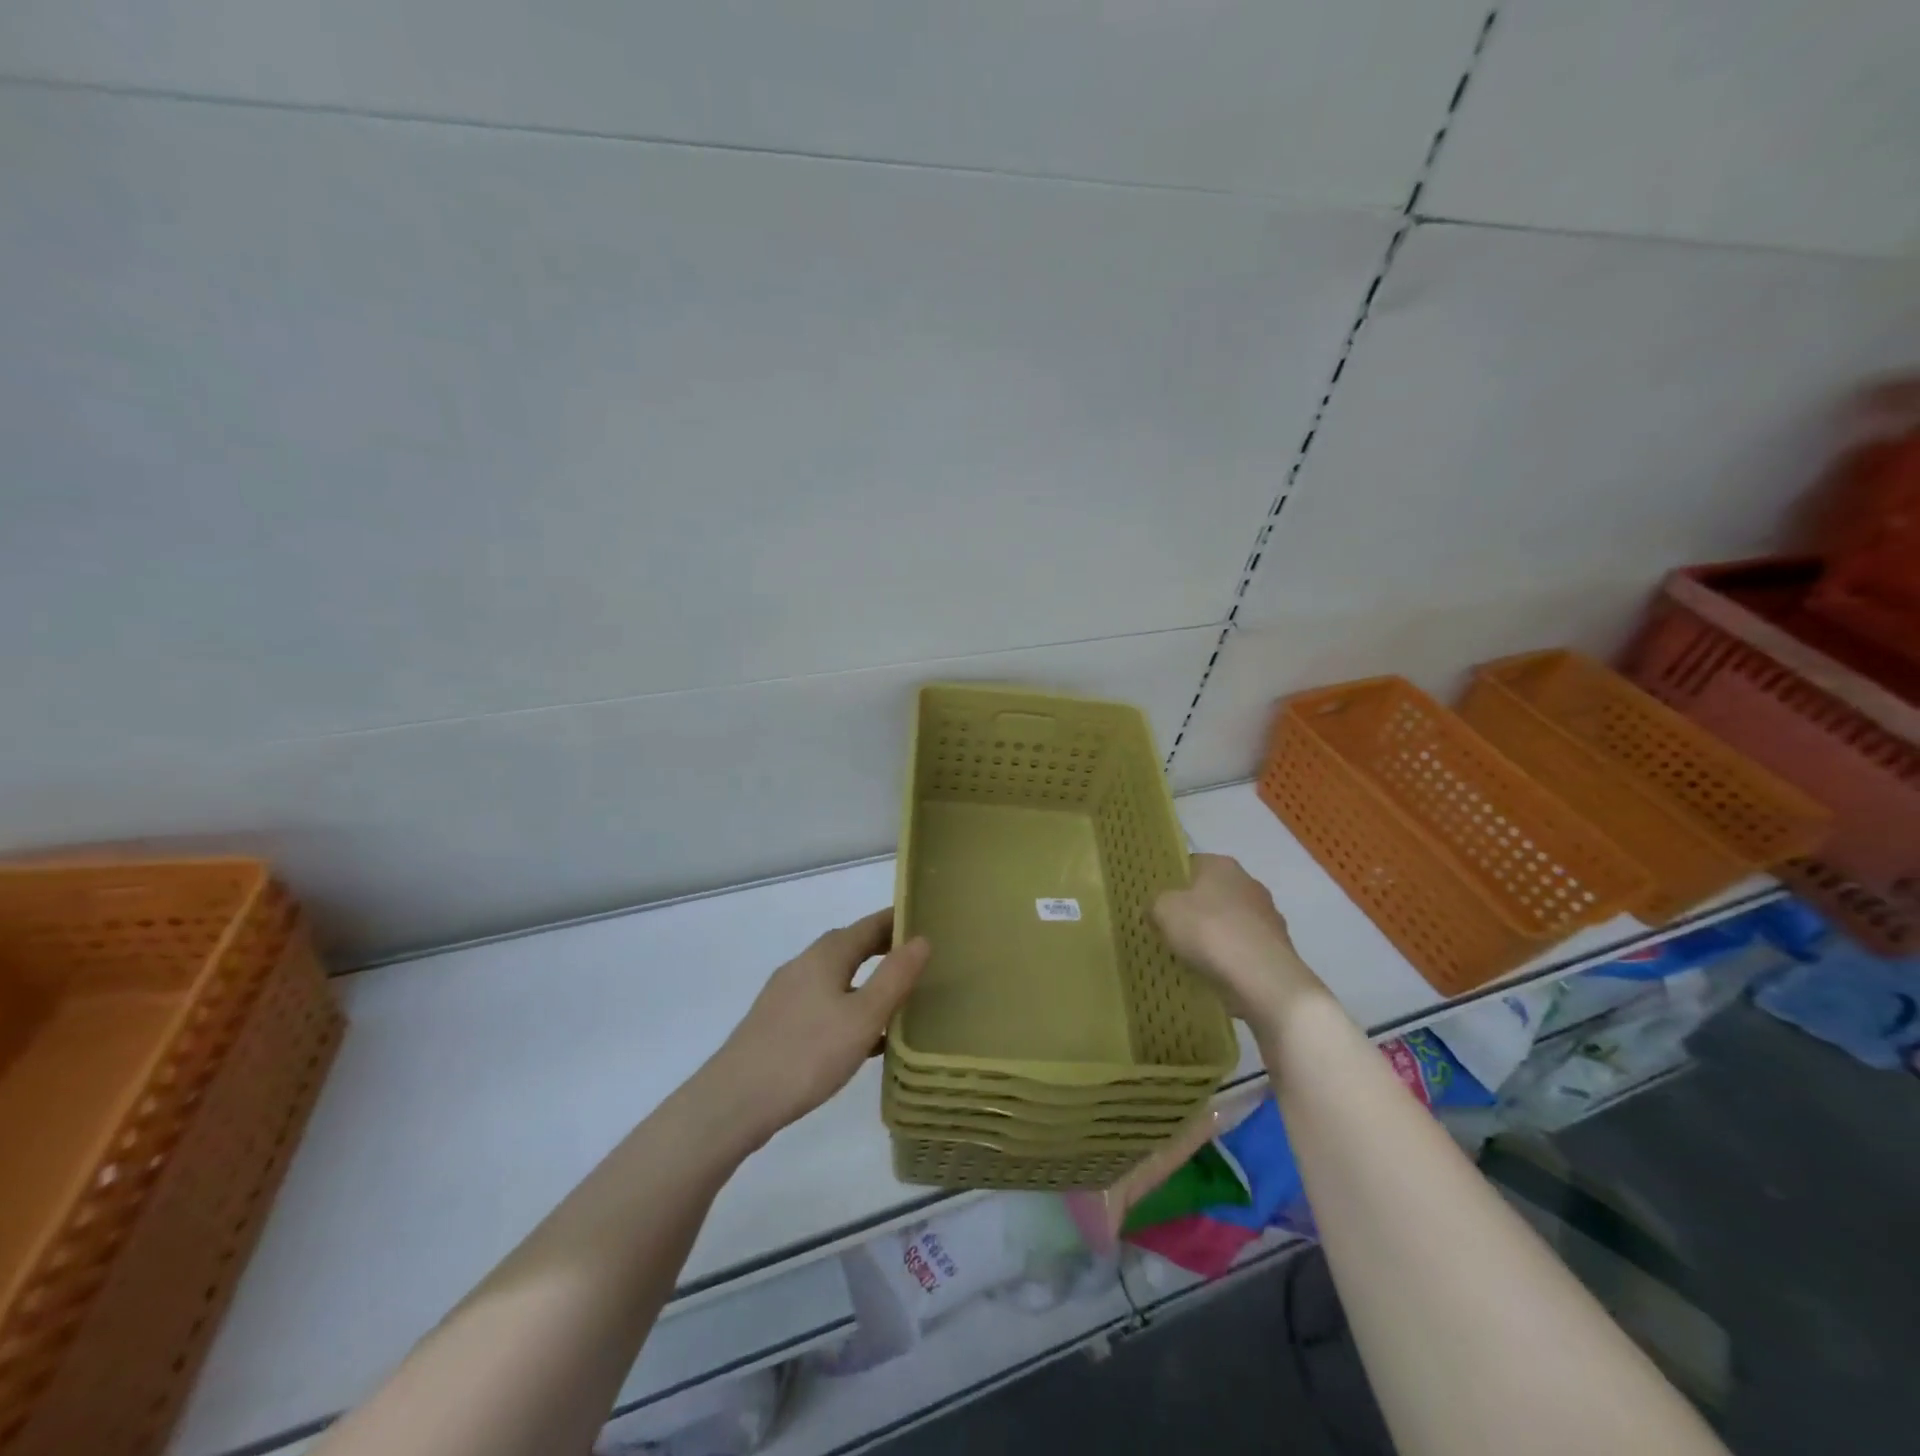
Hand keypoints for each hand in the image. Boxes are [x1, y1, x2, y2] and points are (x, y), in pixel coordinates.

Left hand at [706, 908, 929, 1145]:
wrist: (734, 1102)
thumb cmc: (807, 1053)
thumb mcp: (863, 1017)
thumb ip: (895, 977)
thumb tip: (922, 939)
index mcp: (826, 955)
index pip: (869, 925)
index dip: (898, 921)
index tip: (927, 922)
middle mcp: (804, 965)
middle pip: (851, 947)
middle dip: (883, 949)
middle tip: (919, 961)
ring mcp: (786, 995)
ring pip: (836, 978)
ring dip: (866, 981)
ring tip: (898, 1000)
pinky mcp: (777, 1024)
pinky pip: (823, 1003)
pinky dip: (848, 1008)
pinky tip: (862, 1041)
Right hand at [1152, 854, 1325, 1028]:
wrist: (1262, 977)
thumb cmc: (1207, 930)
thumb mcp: (1163, 910)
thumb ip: (1155, 904)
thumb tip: (1156, 909)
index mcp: (1222, 865)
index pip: (1191, 864)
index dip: (1172, 882)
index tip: (1158, 902)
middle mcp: (1249, 883)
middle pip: (1212, 894)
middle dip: (1194, 910)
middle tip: (1171, 930)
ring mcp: (1268, 916)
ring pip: (1230, 922)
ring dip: (1214, 936)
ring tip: (1191, 957)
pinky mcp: (1278, 948)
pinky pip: (1244, 949)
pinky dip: (1230, 959)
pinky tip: (1215, 974)